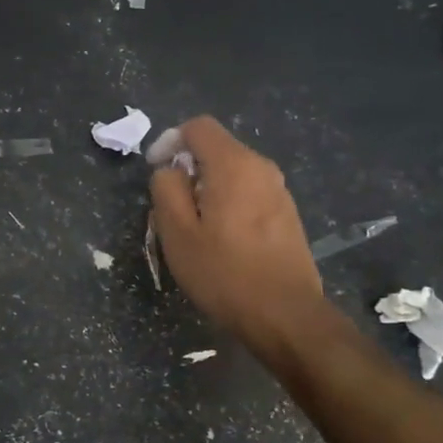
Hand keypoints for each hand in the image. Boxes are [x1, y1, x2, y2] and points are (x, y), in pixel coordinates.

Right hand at [149, 116, 326, 350]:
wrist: (285, 315)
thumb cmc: (224, 272)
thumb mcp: (177, 232)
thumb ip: (166, 189)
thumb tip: (170, 170)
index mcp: (234, 165)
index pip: (198, 127)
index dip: (169, 141)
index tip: (156, 171)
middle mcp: (262, 168)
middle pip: (216, 150)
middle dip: (188, 169)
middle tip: (170, 207)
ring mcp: (279, 192)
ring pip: (233, 174)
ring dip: (207, 189)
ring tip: (194, 228)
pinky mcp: (287, 215)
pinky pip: (249, 194)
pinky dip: (228, 204)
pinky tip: (221, 241)